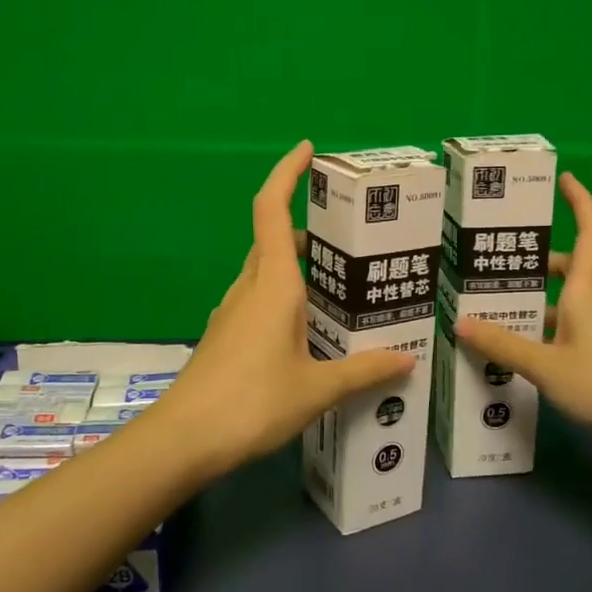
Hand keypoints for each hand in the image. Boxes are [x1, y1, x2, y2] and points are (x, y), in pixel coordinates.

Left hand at [161, 142, 414, 475]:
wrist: (183, 440)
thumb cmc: (252, 402)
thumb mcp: (317, 389)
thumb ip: (364, 371)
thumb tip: (408, 360)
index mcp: (272, 284)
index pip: (272, 210)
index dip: (286, 173)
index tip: (307, 150)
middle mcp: (250, 288)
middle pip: (275, 240)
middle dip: (310, 229)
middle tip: (352, 239)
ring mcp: (233, 313)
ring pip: (268, 273)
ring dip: (300, 268)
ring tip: (343, 286)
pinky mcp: (226, 337)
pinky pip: (260, 301)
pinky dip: (287, 298)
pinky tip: (312, 330)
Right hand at [455, 172, 591, 448]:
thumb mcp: (546, 366)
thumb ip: (504, 345)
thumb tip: (460, 322)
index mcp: (586, 290)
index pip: (589, 232)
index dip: (580, 202)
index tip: (565, 179)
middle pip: (568, 269)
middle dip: (537, 262)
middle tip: (498, 263)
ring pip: (566, 302)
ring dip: (537, 301)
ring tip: (495, 308)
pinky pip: (570, 329)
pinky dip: (546, 330)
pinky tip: (522, 349)